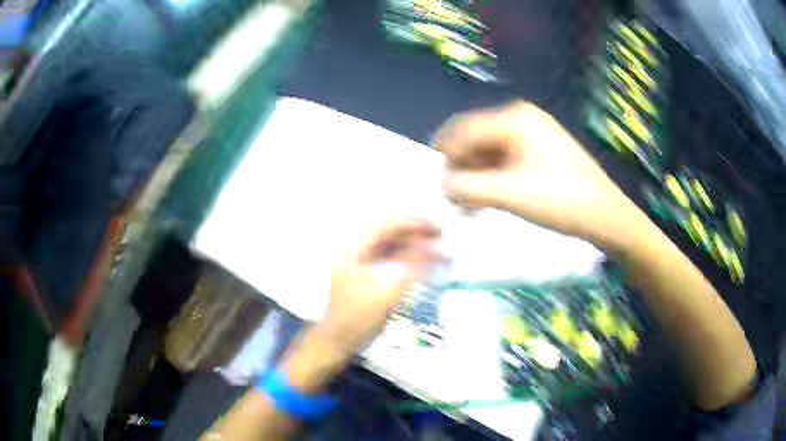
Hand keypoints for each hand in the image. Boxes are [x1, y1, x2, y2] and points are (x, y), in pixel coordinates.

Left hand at [320, 218, 441, 354]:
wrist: (341, 339)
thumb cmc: (359, 315)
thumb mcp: (387, 290)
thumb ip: (411, 266)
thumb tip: (436, 249)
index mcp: (355, 247)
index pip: (387, 225)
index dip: (413, 223)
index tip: (436, 227)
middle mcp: (357, 249)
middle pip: (390, 233)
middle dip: (417, 233)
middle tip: (441, 236)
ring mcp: (362, 262)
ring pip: (392, 245)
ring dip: (414, 245)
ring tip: (437, 248)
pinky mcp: (368, 274)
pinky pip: (391, 258)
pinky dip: (408, 258)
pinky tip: (424, 262)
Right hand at [435, 101, 643, 248]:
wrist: (606, 216)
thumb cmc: (562, 201)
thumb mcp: (510, 195)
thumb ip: (468, 187)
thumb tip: (442, 185)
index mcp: (514, 119)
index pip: (462, 130)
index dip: (445, 158)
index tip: (439, 189)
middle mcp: (520, 118)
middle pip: (473, 138)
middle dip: (461, 168)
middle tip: (457, 202)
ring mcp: (532, 133)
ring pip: (487, 150)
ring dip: (475, 176)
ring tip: (473, 206)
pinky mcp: (539, 149)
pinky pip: (504, 158)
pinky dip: (492, 177)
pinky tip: (491, 198)